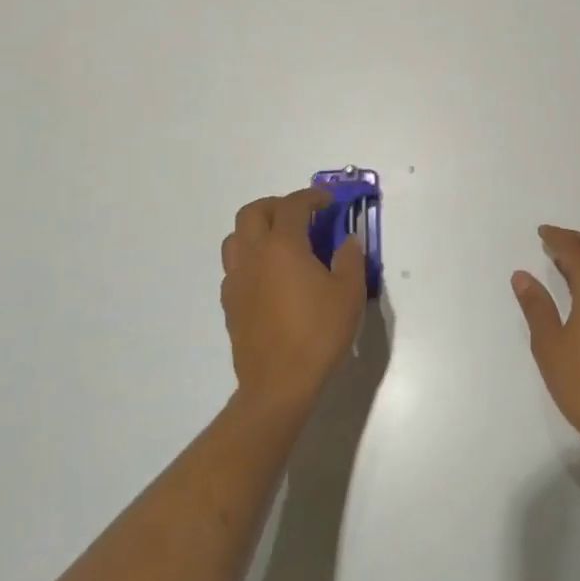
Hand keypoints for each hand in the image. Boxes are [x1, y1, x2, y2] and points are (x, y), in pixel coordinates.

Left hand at [221, 188, 366, 419]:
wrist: (279, 383)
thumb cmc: (319, 333)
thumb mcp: (349, 293)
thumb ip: (349, 259)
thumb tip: (346, 241)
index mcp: (283, 246)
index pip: (293, 205)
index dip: (311, 197)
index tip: (328, 201)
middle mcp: (253, 255)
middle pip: (253, 212)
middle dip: (277, 205)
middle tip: (301, 215)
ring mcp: (236, 279)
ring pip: (236, 237)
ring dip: (257, 229)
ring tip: (281, 242)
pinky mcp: (229, 302)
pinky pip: (235, 266)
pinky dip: (251, 258)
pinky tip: (271, 276)